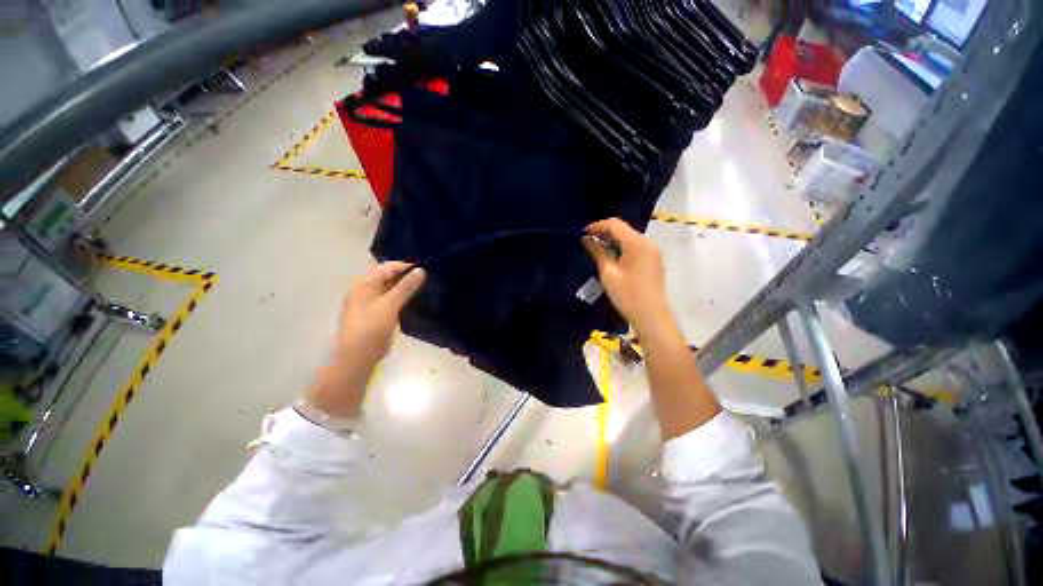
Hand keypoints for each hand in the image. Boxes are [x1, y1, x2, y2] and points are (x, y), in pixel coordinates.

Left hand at [305, 261, 425, 417]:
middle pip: (387, 277)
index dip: (405, 266)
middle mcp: (364, 290)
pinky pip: (390, 300)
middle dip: (406, 276)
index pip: (386, 268)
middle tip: (427, 278)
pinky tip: (414, 301)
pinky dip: (401, 298)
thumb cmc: (371, 328)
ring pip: (390, 289)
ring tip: (424, 287)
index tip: (425, 269)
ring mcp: (368, 303)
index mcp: (363, 284)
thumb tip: (421, 270)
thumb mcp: (390, 304)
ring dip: (405, 288)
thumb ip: (406, 287)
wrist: (357, 357)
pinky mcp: (375, 315)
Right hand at [582, 218, 669, 333]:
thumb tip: (586, 239)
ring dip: (613, 240)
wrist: (651, 316)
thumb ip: (598, 252)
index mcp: (637, 243)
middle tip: (588, 242)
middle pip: (624, 229)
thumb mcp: (608, 273)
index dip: (597, 226)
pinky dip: (622, 248)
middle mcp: (648, 242)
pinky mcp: (654, 260)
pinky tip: (612, 257)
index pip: (615, 224)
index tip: (583, 233)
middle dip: (605, 233)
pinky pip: (636, 247)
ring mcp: (653, 251)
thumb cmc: (627, 295)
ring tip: (597, 250)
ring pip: (630, 238)